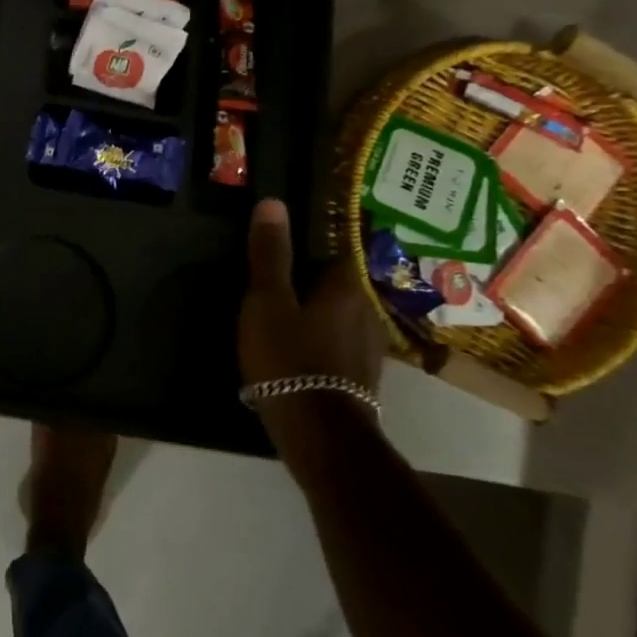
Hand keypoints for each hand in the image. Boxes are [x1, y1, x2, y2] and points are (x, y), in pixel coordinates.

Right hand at [238, 198, 384, 396]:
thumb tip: (274, 202)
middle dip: (305, 281)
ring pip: (336, 314)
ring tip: (276, 319)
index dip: (302, 246)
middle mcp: (367, 309)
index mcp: (347, 285)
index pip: (330, 247)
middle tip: (267, 286)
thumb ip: (270, 253)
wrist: (319, 434)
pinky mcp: (361, 375)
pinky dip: (318, 339)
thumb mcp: (267, 300)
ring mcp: (369, 345)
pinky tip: (292, 351)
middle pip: (332, 282)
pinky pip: (337, 341)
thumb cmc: (289, 357)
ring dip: (312, 312)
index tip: (274, 251)